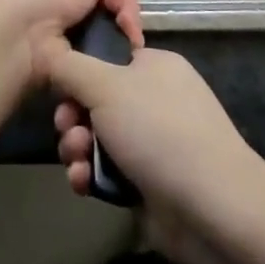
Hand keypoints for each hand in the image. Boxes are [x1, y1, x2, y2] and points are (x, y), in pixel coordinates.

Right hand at [41, 41, 264, 263]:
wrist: (213, 210)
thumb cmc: (159, 132)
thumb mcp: (106, 86)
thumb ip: (70, 66)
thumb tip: (51, 53)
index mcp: (154, 66)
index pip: (105, 59)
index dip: (77, 75)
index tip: (61, 93)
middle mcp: (155, 99)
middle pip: (95, 100)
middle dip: (73, 119)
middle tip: (67, 132)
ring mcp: (154, 142)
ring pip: (97, 138)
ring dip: (77, 149)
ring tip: (77, 163)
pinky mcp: (149, 182)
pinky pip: (108, 170)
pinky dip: (91, 175)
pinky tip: (83, 185)